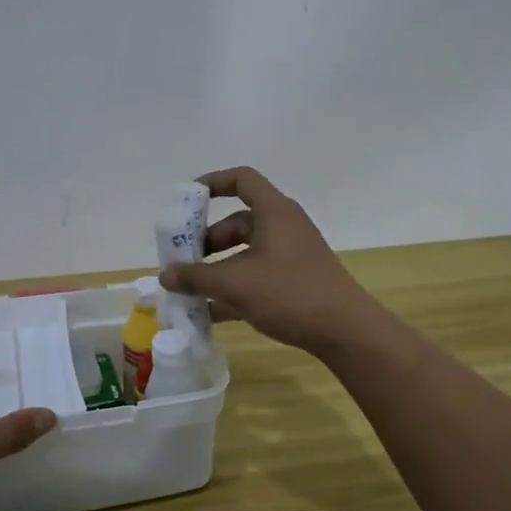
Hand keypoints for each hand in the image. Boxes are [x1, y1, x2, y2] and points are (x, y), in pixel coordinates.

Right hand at [159, 167, 384, 356]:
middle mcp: (283, 227)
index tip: (186, 199)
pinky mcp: (294, 281)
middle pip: (237, 222)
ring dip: (217, 269)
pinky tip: (210, 313)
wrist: (345, 330)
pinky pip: (255, 276)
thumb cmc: (290, 293)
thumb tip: (165, 274)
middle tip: (182, 260)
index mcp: (274, 212)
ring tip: (190, 290)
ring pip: (244, 253)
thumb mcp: (236, 284)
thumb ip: (197, 278)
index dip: (212, 182)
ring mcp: (290, 255)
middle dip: (206, 241)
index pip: (241, 180)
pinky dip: (233, 289)